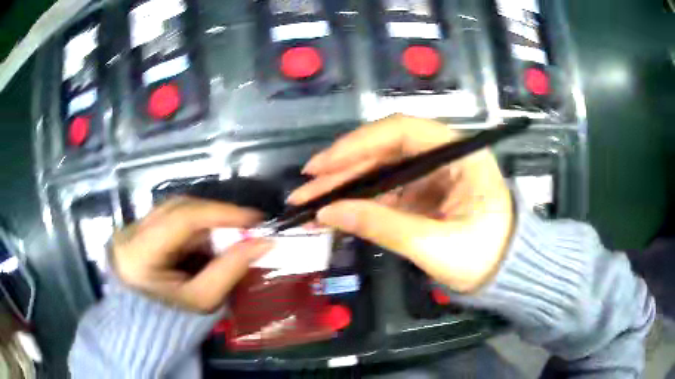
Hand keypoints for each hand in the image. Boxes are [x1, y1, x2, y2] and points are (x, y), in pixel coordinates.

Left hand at [111, 197, 272, 312]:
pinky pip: (174, 214)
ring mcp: (135, 225)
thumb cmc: (173, 316)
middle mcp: (133, 231)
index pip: (181, 219)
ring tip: (228, 233)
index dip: (219, 213)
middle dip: (216, 214)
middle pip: (180, 208)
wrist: (145, 317)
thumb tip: (262, 243)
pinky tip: (207, 237)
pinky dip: (196, 223)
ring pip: (178, 208)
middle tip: (247, 225)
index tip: (253, 218)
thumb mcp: (203, 299)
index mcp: (140, 253)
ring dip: (207, 218)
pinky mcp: (141, 225)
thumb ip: (230, 269)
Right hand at [288, 115, 513, 292]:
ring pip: (378, 171)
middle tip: (304, 187)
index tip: (322, 165)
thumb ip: (384, 226)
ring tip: (307, 202)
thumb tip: (329, 212)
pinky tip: (330, 212)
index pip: (402, 131)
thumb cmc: (485, 258)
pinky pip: (383, 192)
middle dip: (341, 168)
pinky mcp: (420, 195)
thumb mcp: (437, 246)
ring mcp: (429, 175)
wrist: (503, 275)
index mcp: (459, 154)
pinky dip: (356, 202)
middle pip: (384, 150)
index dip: (358, 144)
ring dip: (343, 186)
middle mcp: (442, 155)